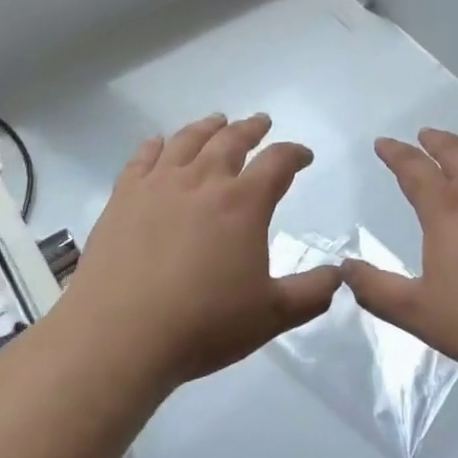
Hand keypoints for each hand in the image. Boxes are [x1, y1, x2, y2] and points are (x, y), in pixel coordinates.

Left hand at [59, 113, 339, 390]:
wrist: (119, 336)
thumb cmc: (202, 324)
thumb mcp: (270, 316)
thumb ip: (311, 293)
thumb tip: (338, 275)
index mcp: (243, 202)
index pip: (278, 162)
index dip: (295, 154)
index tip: (304, 155)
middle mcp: (204, 181)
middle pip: (232, 140)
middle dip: (252, 128)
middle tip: (261, 122)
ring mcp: (159, 185)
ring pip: (188, 140)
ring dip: (208, 127)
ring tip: (217, 121)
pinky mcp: (123, 197)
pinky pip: (142, 158)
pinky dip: (155, 145)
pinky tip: (158, 143)